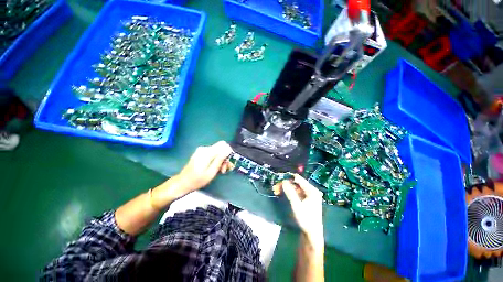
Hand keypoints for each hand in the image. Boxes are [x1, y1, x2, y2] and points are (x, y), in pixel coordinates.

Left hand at [153, 141, 232, 204]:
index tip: (228, 163)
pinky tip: (216, 168)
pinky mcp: (201, 153)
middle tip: (224, 170)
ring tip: (221, 171)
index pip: (223, 145)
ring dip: (221, 160)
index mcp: (207, 152)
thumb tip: (228, 149)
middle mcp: (205, 149)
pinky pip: (213, 153)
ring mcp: (202, 151)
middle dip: (225, 158)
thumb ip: (220, 159)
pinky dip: (216, 160)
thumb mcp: (211, 171)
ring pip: (218, 151)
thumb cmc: (197, 180)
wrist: (183, 183)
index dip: (228, 152)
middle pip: (221, 148)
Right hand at [273, 174, 323, 241]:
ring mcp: (308, 195)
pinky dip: (288, 193)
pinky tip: (281, 193)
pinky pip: (295, 193)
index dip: (288, 178)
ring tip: (275, 190)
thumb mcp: (296, 205)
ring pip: (294, 188)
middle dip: (285, 185)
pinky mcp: (305, 200)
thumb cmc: (306, 219)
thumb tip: (283, 181)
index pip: (298, 179)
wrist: (312, 234)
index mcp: (312, 190)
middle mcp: (311, 191)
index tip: (278, 179)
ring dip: (285, 189)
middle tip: (275, 187)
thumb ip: (290, 192)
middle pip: (295, 184)